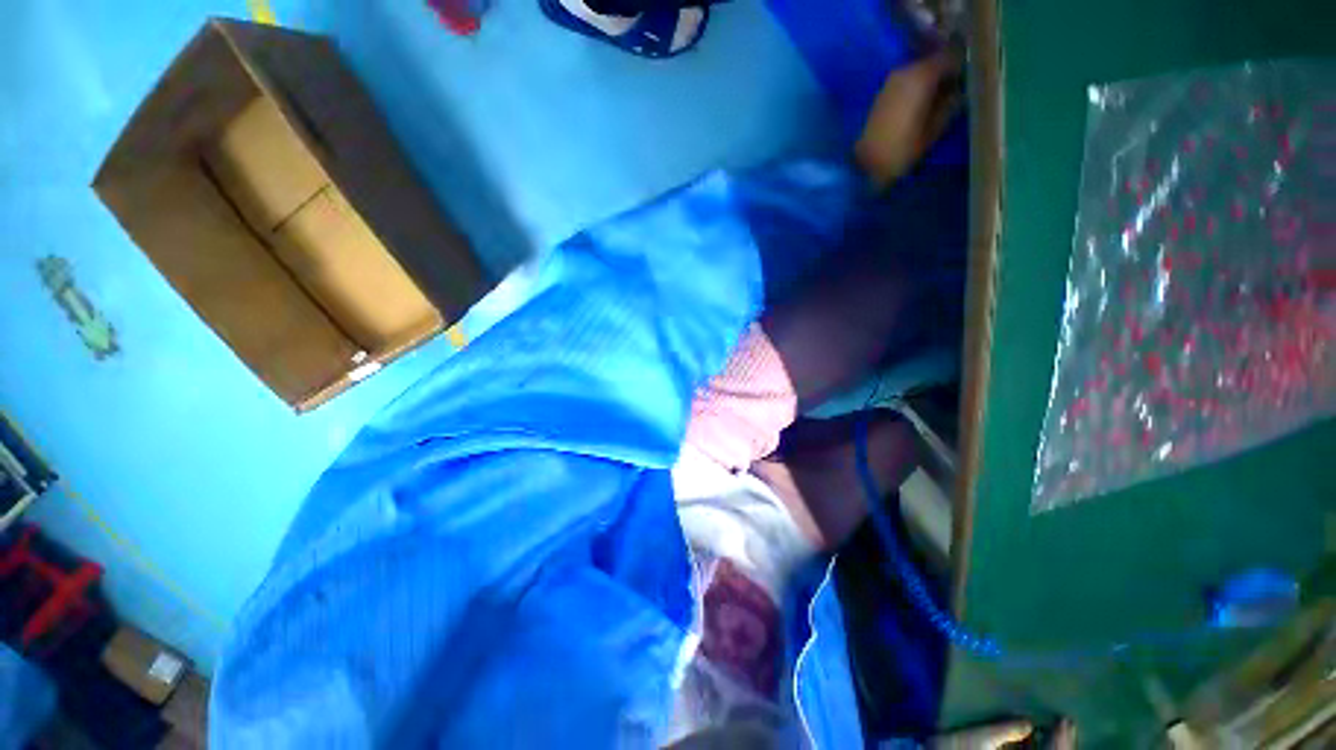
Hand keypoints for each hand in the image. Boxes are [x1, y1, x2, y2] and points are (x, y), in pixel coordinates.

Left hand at [855, 47, 964, 186]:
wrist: (863, 165)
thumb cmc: (900, 151)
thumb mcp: (933, 131)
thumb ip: (950, 106)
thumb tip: (959, 93)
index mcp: (921, 77)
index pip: (951, 57)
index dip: (961, 67)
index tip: (968, 81)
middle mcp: (905, 71)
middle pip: (932, 62)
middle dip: (944, 74)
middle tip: (953, 92)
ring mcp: (890, 82)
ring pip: (918, 72)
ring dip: (928, 82)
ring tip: (936, 101)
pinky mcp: (881, 94)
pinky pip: (905, 83)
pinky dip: (915, 89)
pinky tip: (918, 106)